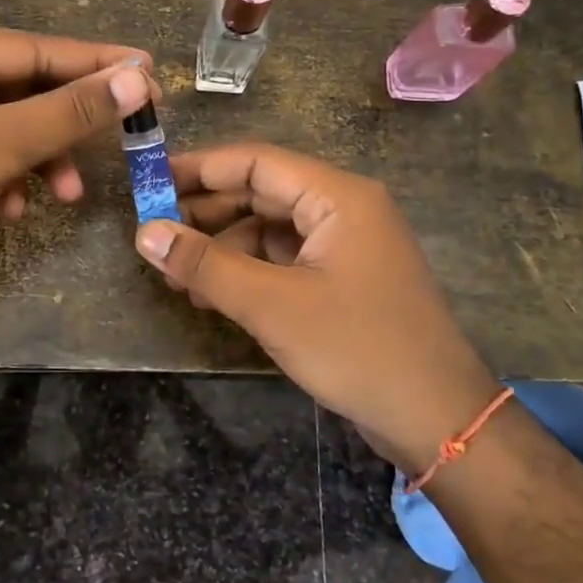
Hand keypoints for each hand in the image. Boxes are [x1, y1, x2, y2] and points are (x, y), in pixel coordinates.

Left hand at [0, 24, 155, 269]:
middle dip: (64, 128)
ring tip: (64, 197)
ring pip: (5, 125)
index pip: (39, 49)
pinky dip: (3, 175)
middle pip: (24, 89)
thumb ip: (71, 110)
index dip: (98, 64)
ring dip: (37, 159)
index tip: (151, 73)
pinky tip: (9, 208)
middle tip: (119, 144)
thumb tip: (139, 77)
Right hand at [135, 143, 499, 474]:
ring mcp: (344, 245)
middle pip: (261, 193)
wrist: (438, 421)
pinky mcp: (342, 279)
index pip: (256, 162)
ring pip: (268, 229)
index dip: (200, 168)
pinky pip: (283, 259)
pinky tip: (211, 295)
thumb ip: (206, 264)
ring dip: (222, 248)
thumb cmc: (358, 349)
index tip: (149, 182)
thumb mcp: (273, 305)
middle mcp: (343, 209)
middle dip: (206, 214)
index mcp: (337, 196)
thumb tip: (145, 232)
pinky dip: (246, 271)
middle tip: (154, 235)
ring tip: (176, 276)